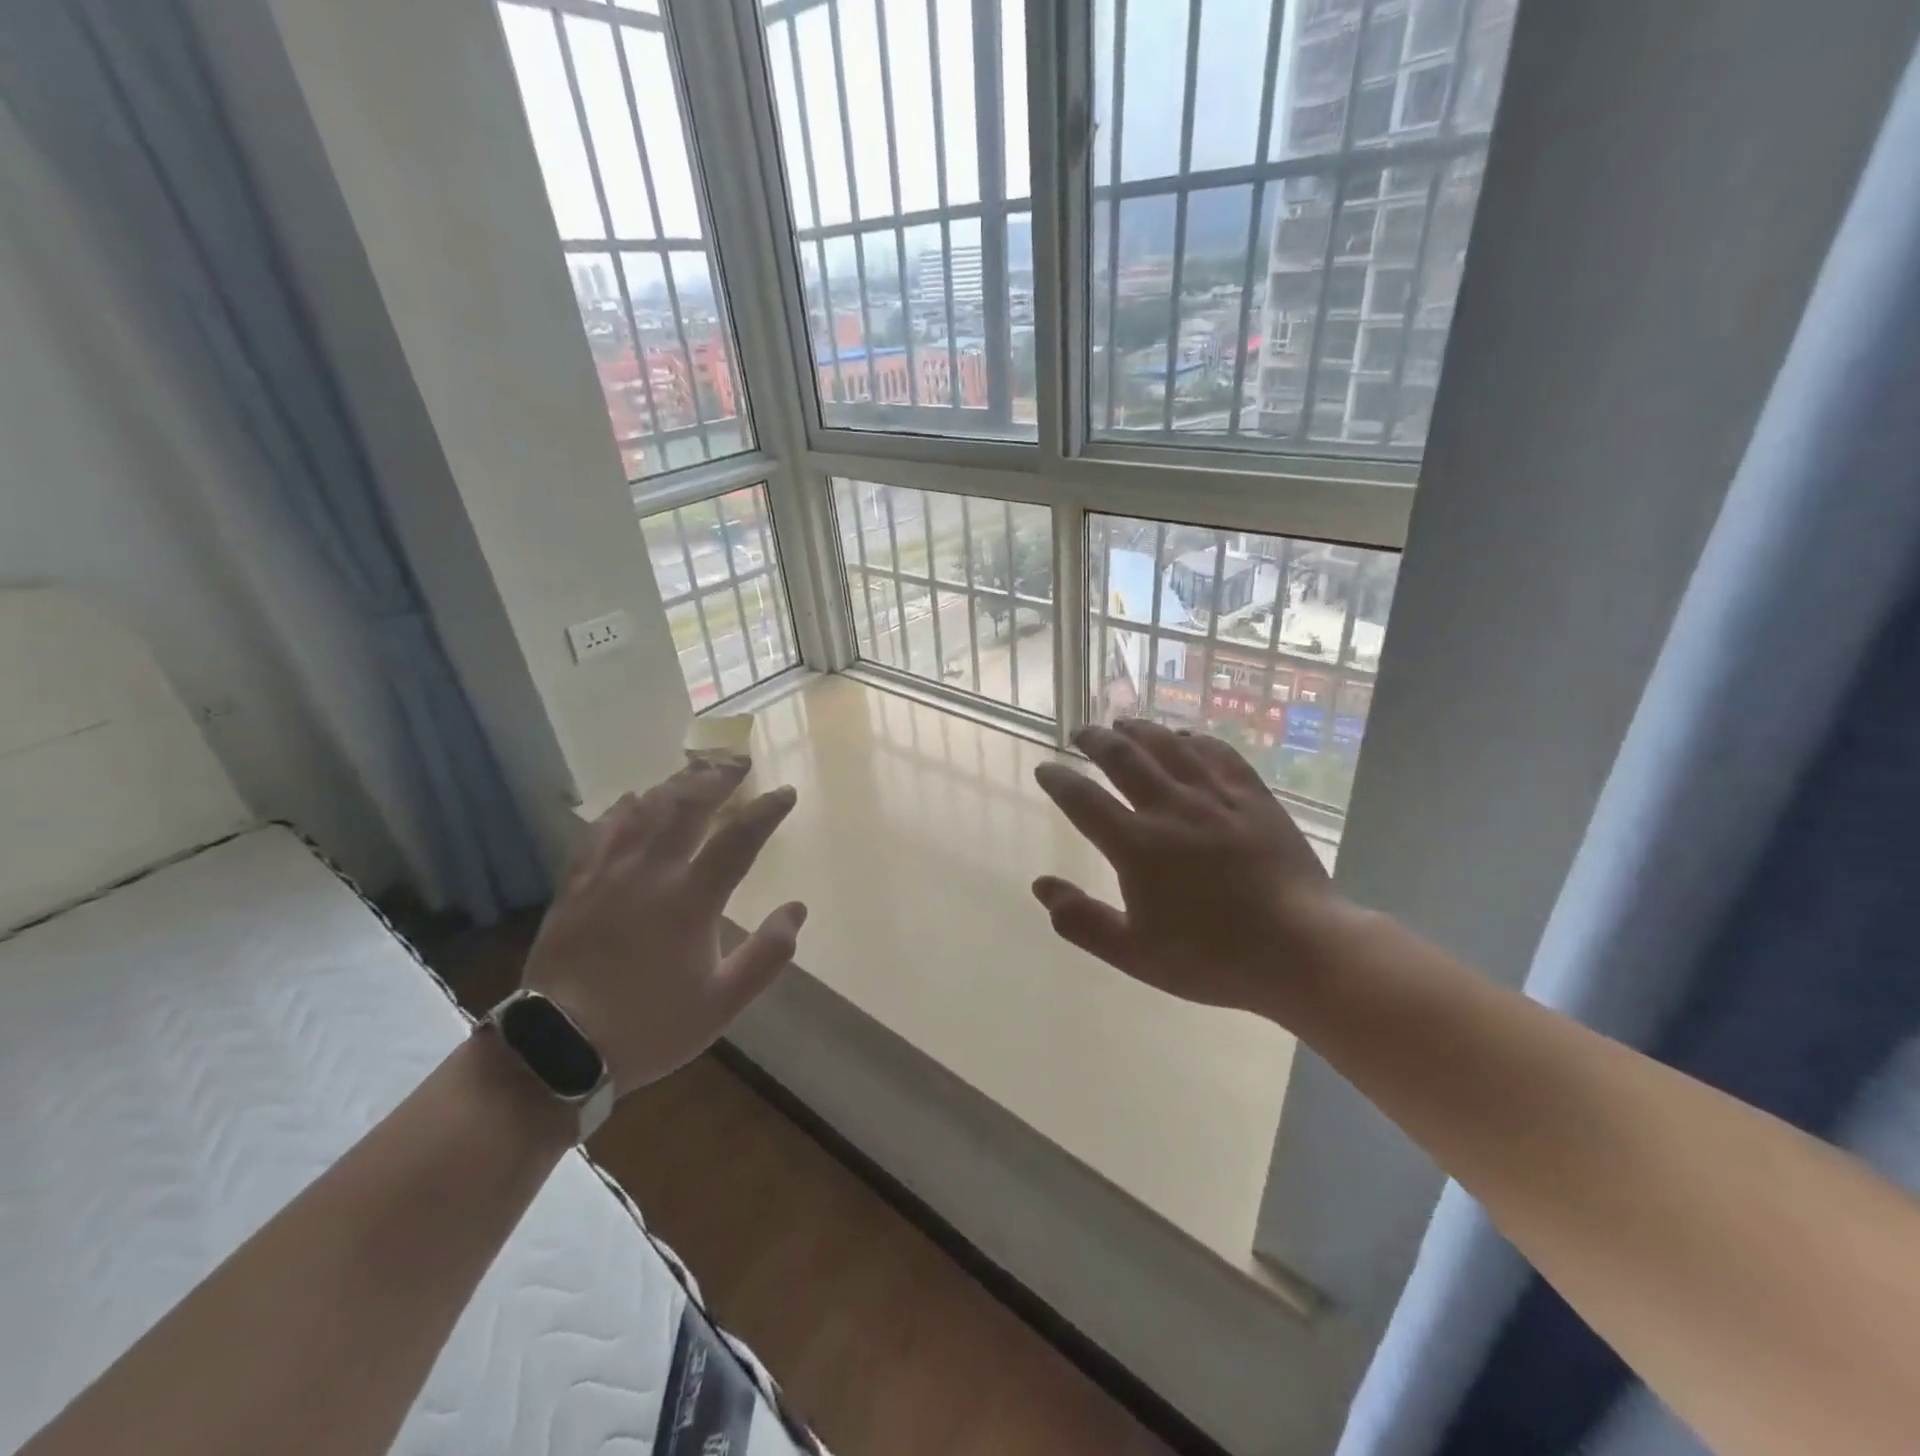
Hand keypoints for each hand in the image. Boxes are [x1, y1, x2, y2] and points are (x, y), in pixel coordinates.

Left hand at [521, 759, 805, 1093]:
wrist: (559, 1046)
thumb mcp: (723, 1002)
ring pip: (646, 810)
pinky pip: (602, 830)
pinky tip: (633, 799)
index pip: (739, 839)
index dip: (766, 810)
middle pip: (689, 807)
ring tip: (697, 771)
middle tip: (739, 762)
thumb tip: (797, 909)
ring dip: (676, 785)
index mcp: (691, 899)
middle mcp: (651, 872)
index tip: (785, 792)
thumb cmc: (650, 1025)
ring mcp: (609, 873)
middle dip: (719, 778)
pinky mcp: (577, 883)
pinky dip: (624, 808)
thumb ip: (767, 954)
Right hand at [1031, 720, 1337, 1015]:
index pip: (1083, 800)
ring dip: (1140, 730)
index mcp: (1137, 845)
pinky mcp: (1253, 796)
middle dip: (1095, 740)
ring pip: (1169, 746)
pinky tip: (1186, 737)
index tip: (1045, 770)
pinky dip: (1194, 739)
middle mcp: (1171, 809)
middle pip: (1123, 757)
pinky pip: (1218, 753)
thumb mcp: (1135, 953)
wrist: (1301, 949)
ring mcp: (1215, 798)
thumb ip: (1082, 921)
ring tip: (1123, 723)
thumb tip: (1040, 885)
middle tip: (1081, 732)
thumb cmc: (1212, 957)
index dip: (1058, 780)